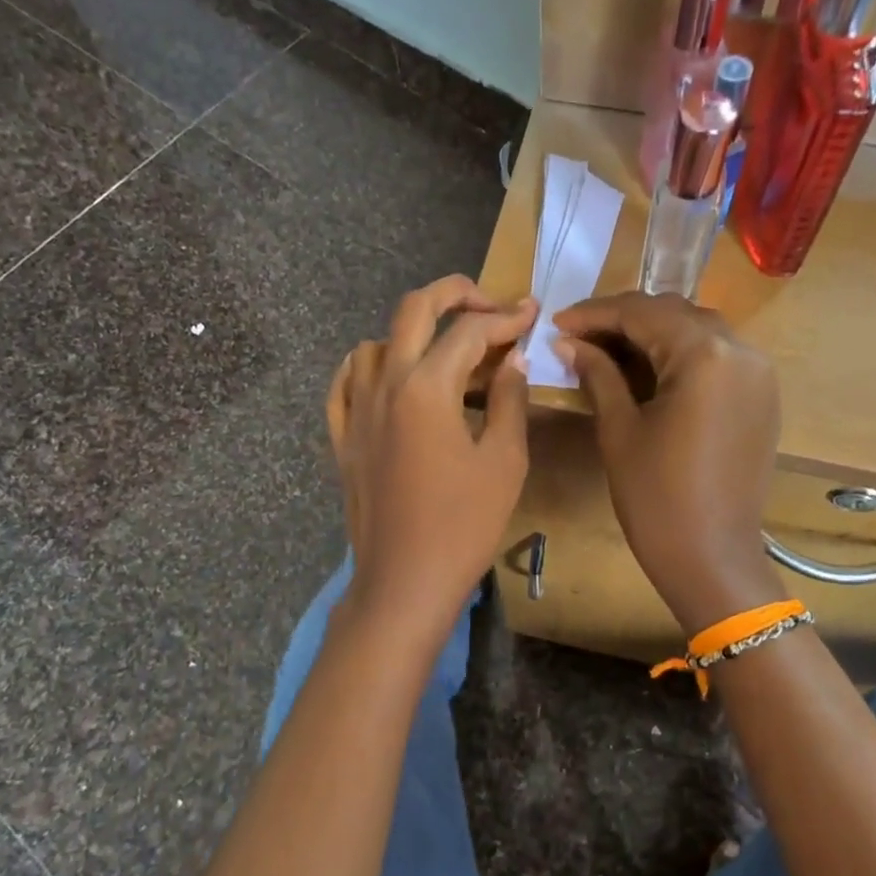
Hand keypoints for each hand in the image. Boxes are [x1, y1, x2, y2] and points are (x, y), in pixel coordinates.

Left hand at [326, 276, 535, 631]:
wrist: (405, 581)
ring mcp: (356, 411)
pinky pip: (345, 383)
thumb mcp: (504, 461)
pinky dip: (367, 366)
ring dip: (413, 333)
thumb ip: (509, 401)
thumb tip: (512, 361)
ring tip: (445, 354)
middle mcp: (385, 384)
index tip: (531, 313)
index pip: (469, 331)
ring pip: (375, 343)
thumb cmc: (464, 525)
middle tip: (488, 303)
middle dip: (454, 293)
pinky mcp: (343, 439)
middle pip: (413, 311)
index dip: (505, 317)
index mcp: (427, 387)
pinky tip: (387, 377)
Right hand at [554, 293, 782, 632]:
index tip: (557, 322)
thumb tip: (568, 342)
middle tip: (579, 337)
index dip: (595, 313)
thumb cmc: (656, 498)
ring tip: (609, 352)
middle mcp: (741, 350)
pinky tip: (650, 371)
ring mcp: (758, 373)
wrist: (711, 557)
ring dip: (653, 335)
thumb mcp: (619, 430)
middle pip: (674, 314)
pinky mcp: (762, 397)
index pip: (642, 312)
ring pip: (698, 332)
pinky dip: (681, 355)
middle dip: (624, 320)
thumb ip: (598, 374)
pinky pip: (718, 358)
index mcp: (704, 354)